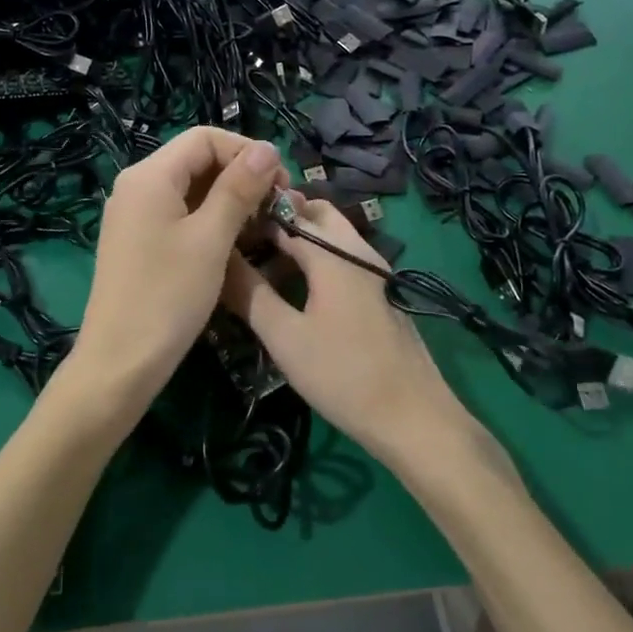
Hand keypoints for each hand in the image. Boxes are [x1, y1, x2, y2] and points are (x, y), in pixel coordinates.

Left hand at [70, 127, 287, 417]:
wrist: (120, 362)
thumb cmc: (168, 296)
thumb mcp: (211, 238)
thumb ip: (239, 189)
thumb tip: (268, 149)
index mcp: (149, 176)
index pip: (204, 138)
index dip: (247, 152)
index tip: (281, 184)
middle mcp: (136, 186)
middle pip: (196, 160)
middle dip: (240, 175)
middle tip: (275, 207)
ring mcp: (134, 215)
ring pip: (190, 189)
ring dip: (228, 199)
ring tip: (260, 226)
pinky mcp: (138, 241)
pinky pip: (178, 214)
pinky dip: (208, 219)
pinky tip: (233, 242)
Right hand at [220, 196, 475, 468]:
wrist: (413, 417)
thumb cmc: (342, 374)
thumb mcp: (285, 337)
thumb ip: (250, 294)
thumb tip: (219, 260)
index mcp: (334, 253)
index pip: (288, 215)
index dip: (255, 217)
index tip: (224, 230)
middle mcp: (359, 250)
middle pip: (318, 214)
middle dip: (282, 218)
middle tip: (245, 241)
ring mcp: (376, 271)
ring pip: (333, 236)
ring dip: (300, 239)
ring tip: (263, 264)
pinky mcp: (383, 292)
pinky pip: (344, 257)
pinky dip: (318, 258)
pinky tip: (296, 288)